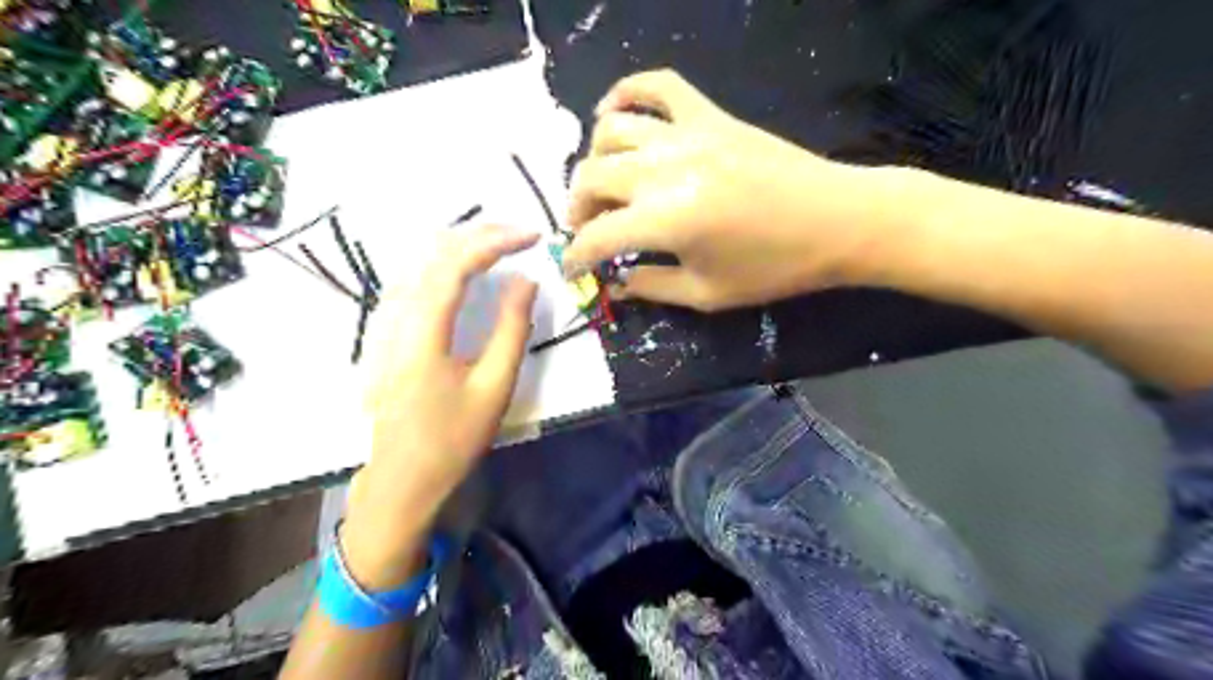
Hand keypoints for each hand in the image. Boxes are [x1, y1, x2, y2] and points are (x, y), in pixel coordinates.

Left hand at [336, 227, 534, 585]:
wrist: (401, 478)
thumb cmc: (452, 437)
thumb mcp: (494, 386)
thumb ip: (511, 328)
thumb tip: (525, 281)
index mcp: (422, 331)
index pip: (455, 263)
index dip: (495, 241)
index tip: (531, 236)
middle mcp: (394, 316)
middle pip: (432, 252)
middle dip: (479, 234)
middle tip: (520, 234)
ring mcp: (381, 323)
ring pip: (417, 261)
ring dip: (459, 244)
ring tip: (498, 243)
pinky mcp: (381, 333)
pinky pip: (410, 279)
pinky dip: (441, 262)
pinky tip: (460, 268)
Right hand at [563, 66, 892, 310]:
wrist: (839, 219)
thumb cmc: (776, 267)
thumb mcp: (709, 294)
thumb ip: (653, 287)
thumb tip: (617, 284)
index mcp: (666, 220)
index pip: (597, 236)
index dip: (575, 256)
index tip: (571, 270)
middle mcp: (665, 169)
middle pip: (591, 177)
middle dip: (577, 209)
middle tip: (588, 230)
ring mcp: (687, 134)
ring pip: (611, 130)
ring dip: (594, 160)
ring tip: (602, 184)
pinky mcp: (709, 115)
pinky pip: (658, 85)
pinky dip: (628, 92)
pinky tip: (615, 113)